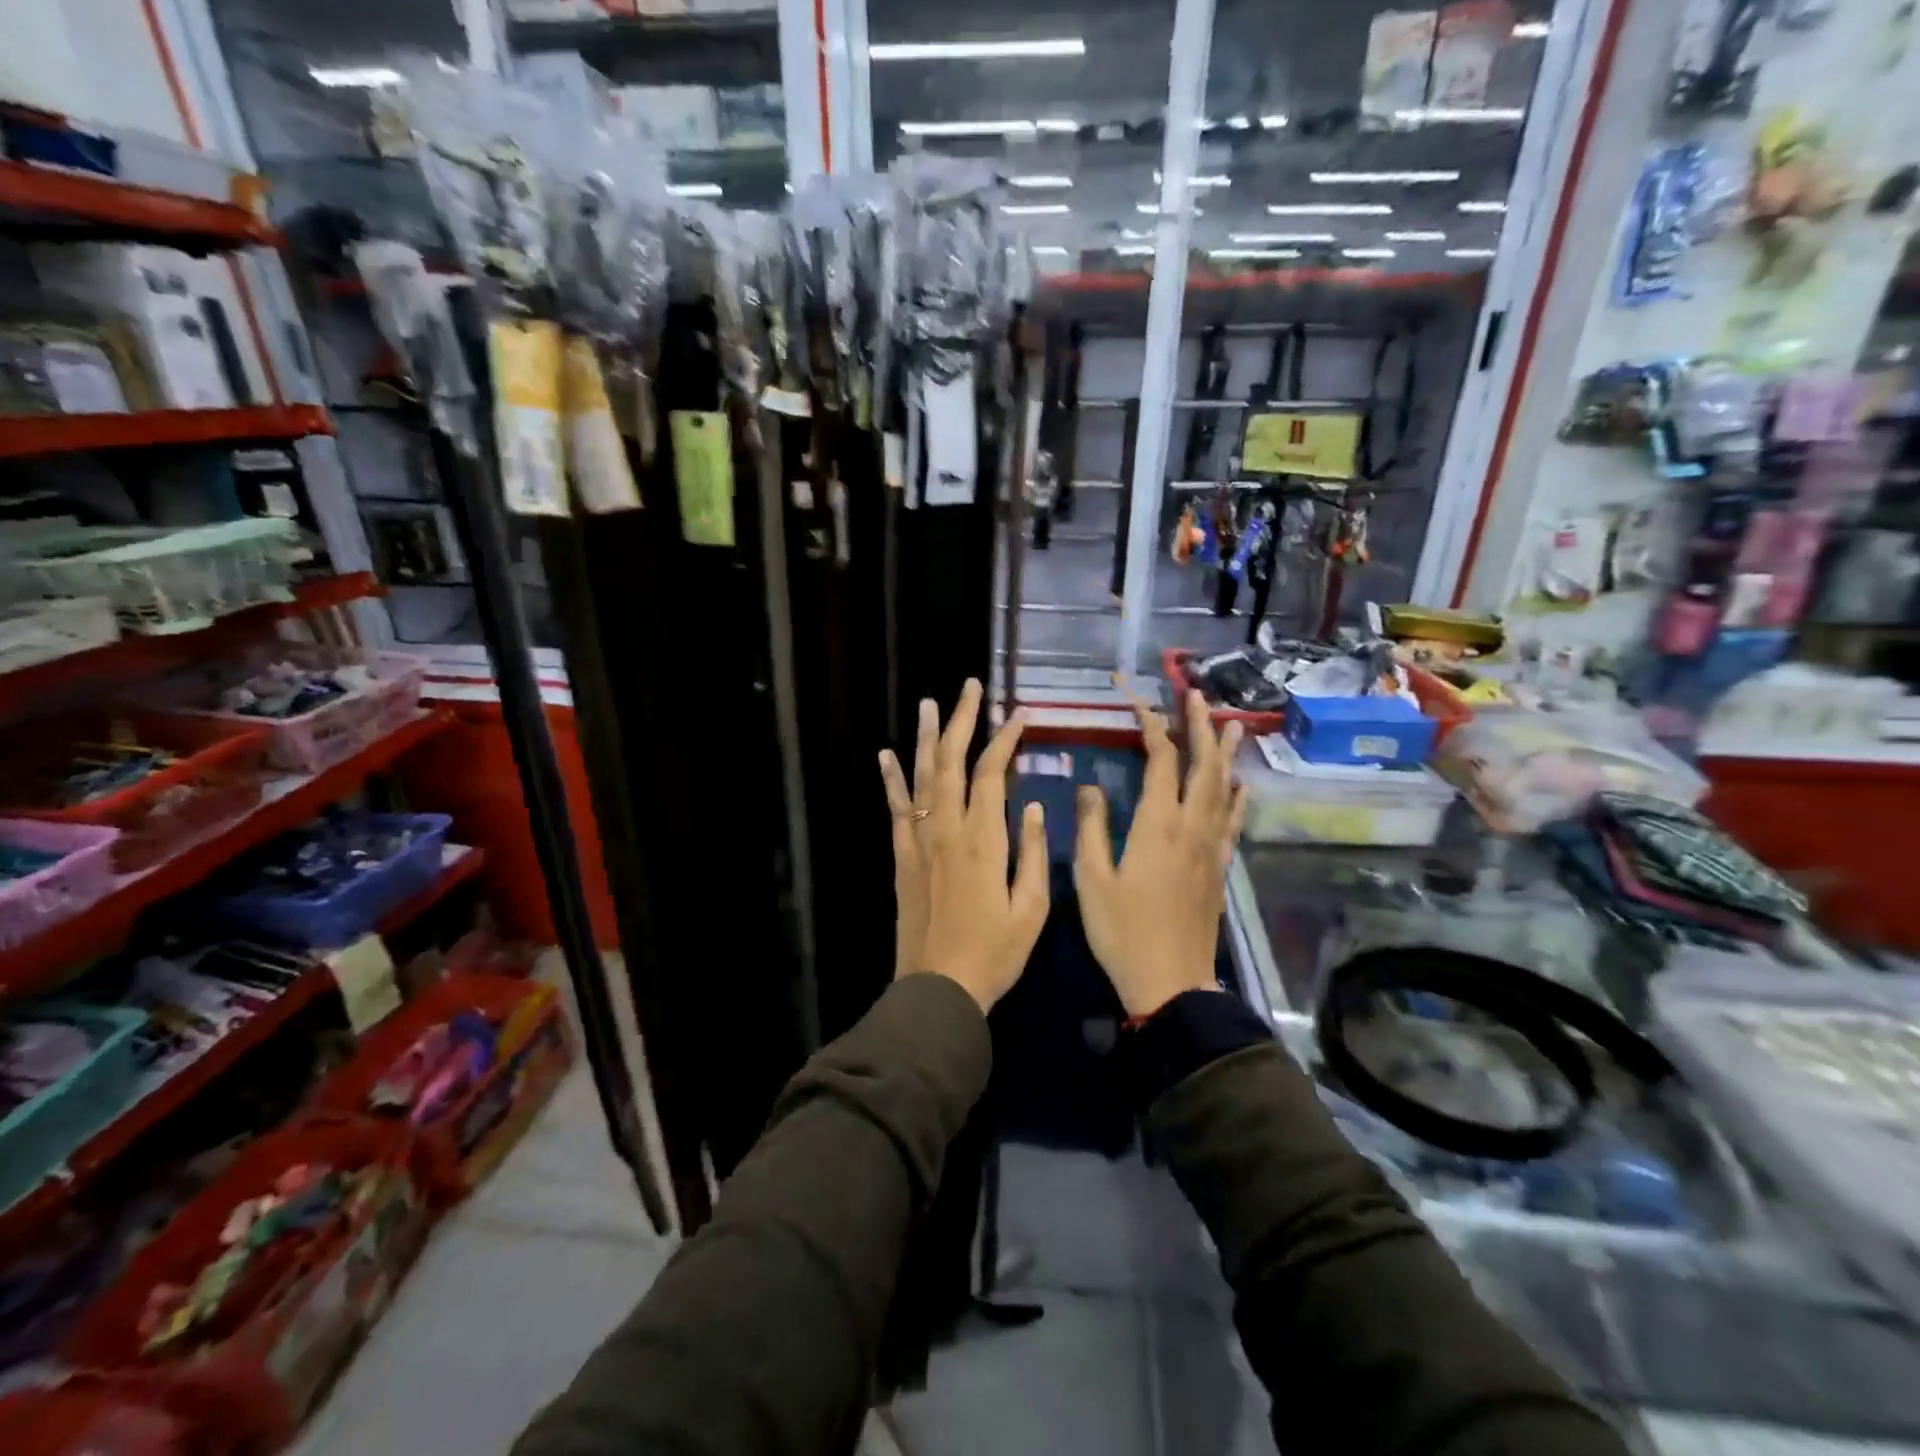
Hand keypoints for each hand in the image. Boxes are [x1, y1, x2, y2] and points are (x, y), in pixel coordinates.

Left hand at [883, 679, 1048, 1011]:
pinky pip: (896, 810)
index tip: (1019, 715)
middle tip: (969, 687)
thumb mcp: (1032, 910)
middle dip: (961, 721)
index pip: (991, 774)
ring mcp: (919, 842)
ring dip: (925, 738)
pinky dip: (891, 780)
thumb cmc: (994, 953)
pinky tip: (886, 755)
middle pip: (951, 762)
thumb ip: (1032, 854)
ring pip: (921, 777)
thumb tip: (1032, 806)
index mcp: (983, 841)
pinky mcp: (902, 858)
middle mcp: (947, 831)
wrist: (938, 988)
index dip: (1004, 740)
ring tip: (928, 704)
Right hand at [1074, 691, 1246, 1018]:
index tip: (1136, 698)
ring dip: (1224, 752)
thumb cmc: (1123, 932)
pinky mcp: (1219, 868)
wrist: (1171, 983)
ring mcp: (1211, 847)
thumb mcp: (1091, 879)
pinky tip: (1242, 785)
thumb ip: (1091, 827)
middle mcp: (1191, 827)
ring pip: (1223, 788)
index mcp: (1158, 825)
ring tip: (1230, 723)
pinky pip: (1233, 822)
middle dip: (1198, 726)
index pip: (1160, 759)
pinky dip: (1238, 797)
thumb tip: (1090, 786)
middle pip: (1202, 765)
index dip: (1150, 724)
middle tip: (1197, 694)